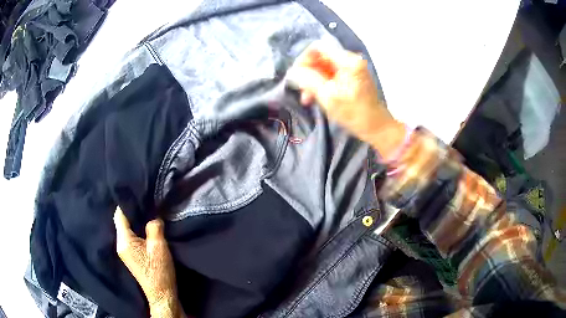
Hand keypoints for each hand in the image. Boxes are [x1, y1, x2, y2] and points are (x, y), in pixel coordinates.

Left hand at [114, 207, 184, 317]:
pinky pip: (131, 237)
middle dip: (132, 212)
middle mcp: (120, 244)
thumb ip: (154, 227)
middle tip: (145, 202)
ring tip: (147, 213)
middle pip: (122, 222)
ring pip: (127, 230)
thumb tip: (154, 217)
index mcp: (124, 241)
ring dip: (136, 222)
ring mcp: (124, 251)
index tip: (137, 193)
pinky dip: (137, 231)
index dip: (126, 203)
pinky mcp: (131, 256)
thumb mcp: (159, 246)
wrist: (161, 293)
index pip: (119, 215)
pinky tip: (147, 229)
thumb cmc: (158, 270)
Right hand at [287, 43, 406, 159]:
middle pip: (320, 57)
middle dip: (308, 73)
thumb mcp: (329, 97)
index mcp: (348, 61)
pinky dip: (321, 85)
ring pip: (323, 68)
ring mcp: (351, 69)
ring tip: (307, 98)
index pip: (318, 47)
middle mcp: (350, 60)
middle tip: (301, 90)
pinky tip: (315, 97)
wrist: (377, 128)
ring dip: (312, 81)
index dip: (304, 59)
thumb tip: (292, 71)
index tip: (296, 75)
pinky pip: (330, 76)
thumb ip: (309, 80)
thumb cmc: (355, 114)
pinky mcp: (350, 78)